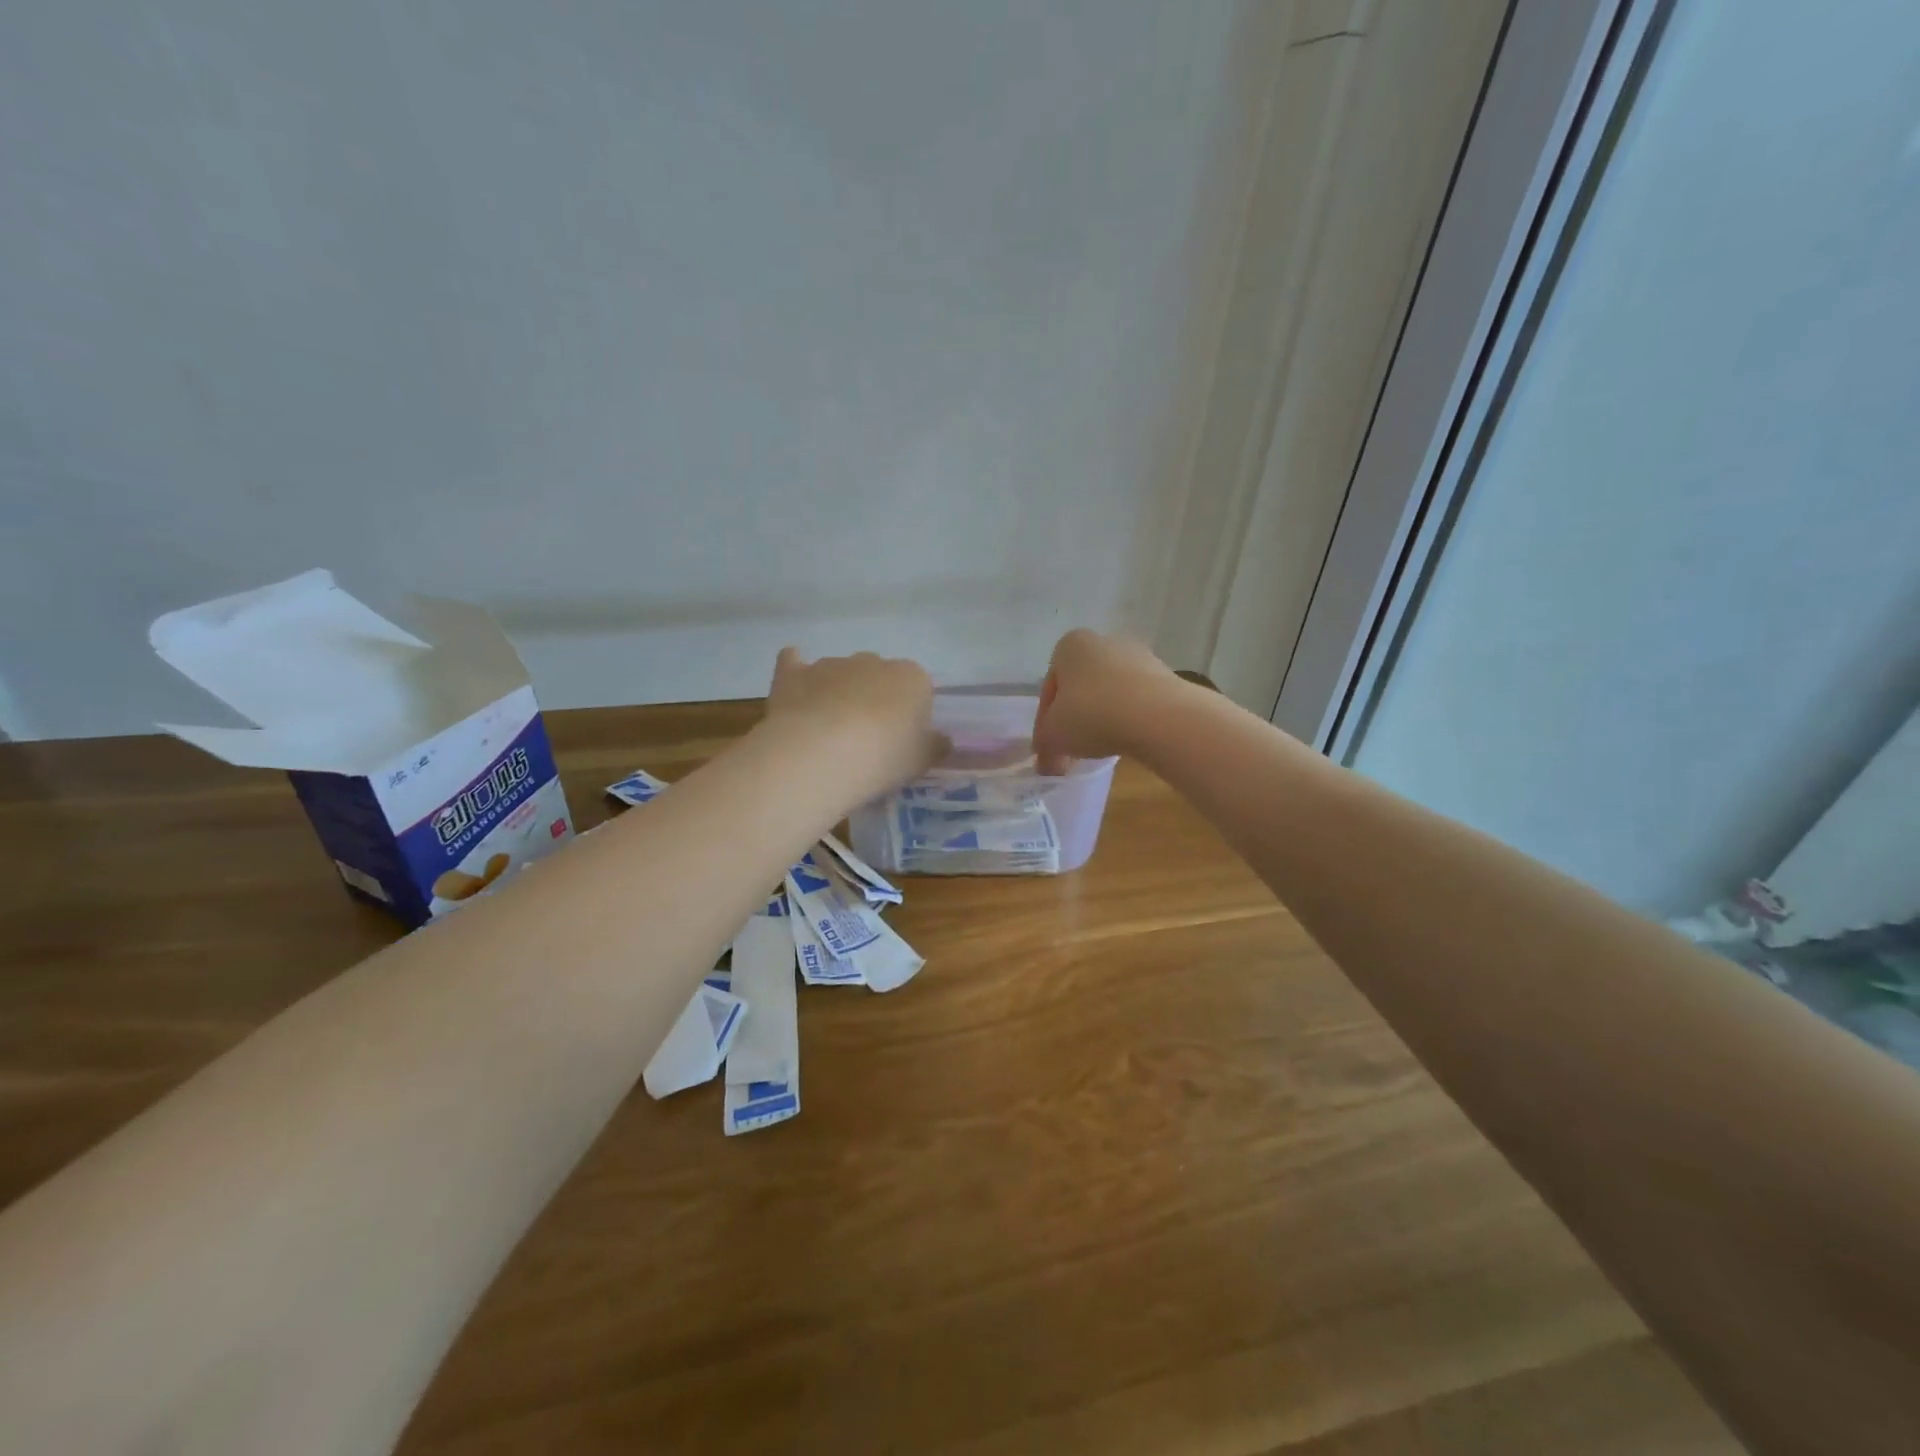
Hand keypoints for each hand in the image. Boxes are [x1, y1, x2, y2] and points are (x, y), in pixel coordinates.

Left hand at [766, 648, 942, 798]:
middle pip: (878, 678)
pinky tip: (795, 690)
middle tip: (867, 740)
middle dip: (874, 699)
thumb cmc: (881, 758)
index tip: (900, 742)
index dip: (910, 715)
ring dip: (838, 694)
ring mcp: (830, 664)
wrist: (819, 754)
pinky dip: (796, 672)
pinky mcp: (794, 674)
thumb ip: (935, 747)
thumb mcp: (920, 762)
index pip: (918, 689)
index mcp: (911, 677)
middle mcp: (872, 661)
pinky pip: (794, 664)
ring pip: (840, 674)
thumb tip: (943, 740)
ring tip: (829, 736)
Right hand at [1033, 629, 1179, 773]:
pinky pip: (1136, 700)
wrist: (1158, 716)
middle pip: (1080, 688)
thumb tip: (1047, 763)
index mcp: (1070, 646)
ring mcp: (1138, 656)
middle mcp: (1104, 642)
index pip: (1050, 687)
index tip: (1049, 747)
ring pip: (1109, 693)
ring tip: (1101, 748)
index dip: (1046, 722)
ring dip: (1102, 718)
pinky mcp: (1165, 676)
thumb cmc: (1092, 714)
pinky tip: (1127, 740)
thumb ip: (1045, 747)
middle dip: (1075, 718)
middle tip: (1072, 749)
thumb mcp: (1054, 736)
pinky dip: (1128, 719)